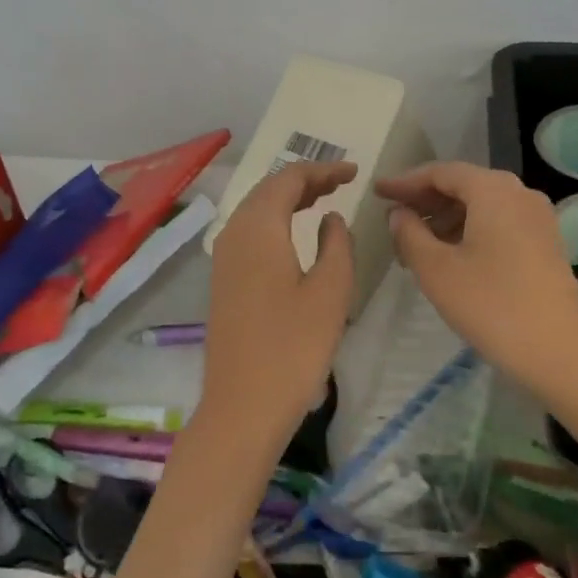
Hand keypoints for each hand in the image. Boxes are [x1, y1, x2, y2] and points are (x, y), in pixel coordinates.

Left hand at [199, 161, 357, 452]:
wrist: (242, 407)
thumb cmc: (293, 348)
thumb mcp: (330, 292)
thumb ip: (337, 244)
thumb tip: (331, 219)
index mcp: (259, 228)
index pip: (289, 178)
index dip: (322, 170)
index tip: (354, 172)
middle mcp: (234, 233)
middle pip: (269, 189)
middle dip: (305, 180)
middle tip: (341, 183)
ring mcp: (224, 257)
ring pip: (257, 209)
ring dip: (288, 199)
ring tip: (323, 200)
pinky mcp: (223, 280)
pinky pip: (250, 231)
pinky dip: (275, 220)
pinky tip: (295, 235)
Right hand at [378, 162, 577, 398]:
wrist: (562, 355)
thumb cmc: (492, 306)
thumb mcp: (436, 270)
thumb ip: (410, 234)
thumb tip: (399, 214)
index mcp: (492, 189)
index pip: (440, 172)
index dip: (405, 182)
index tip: (378, 192)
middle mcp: (519, 193)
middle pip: (463, 185)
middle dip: (425, 200)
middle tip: (393, 217)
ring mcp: (538, 218)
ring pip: (481, 205)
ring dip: (445, 218)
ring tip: (414, 243)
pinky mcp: (546, 243)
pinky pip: (498, 222)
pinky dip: (469, 230)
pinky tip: (449, 256)